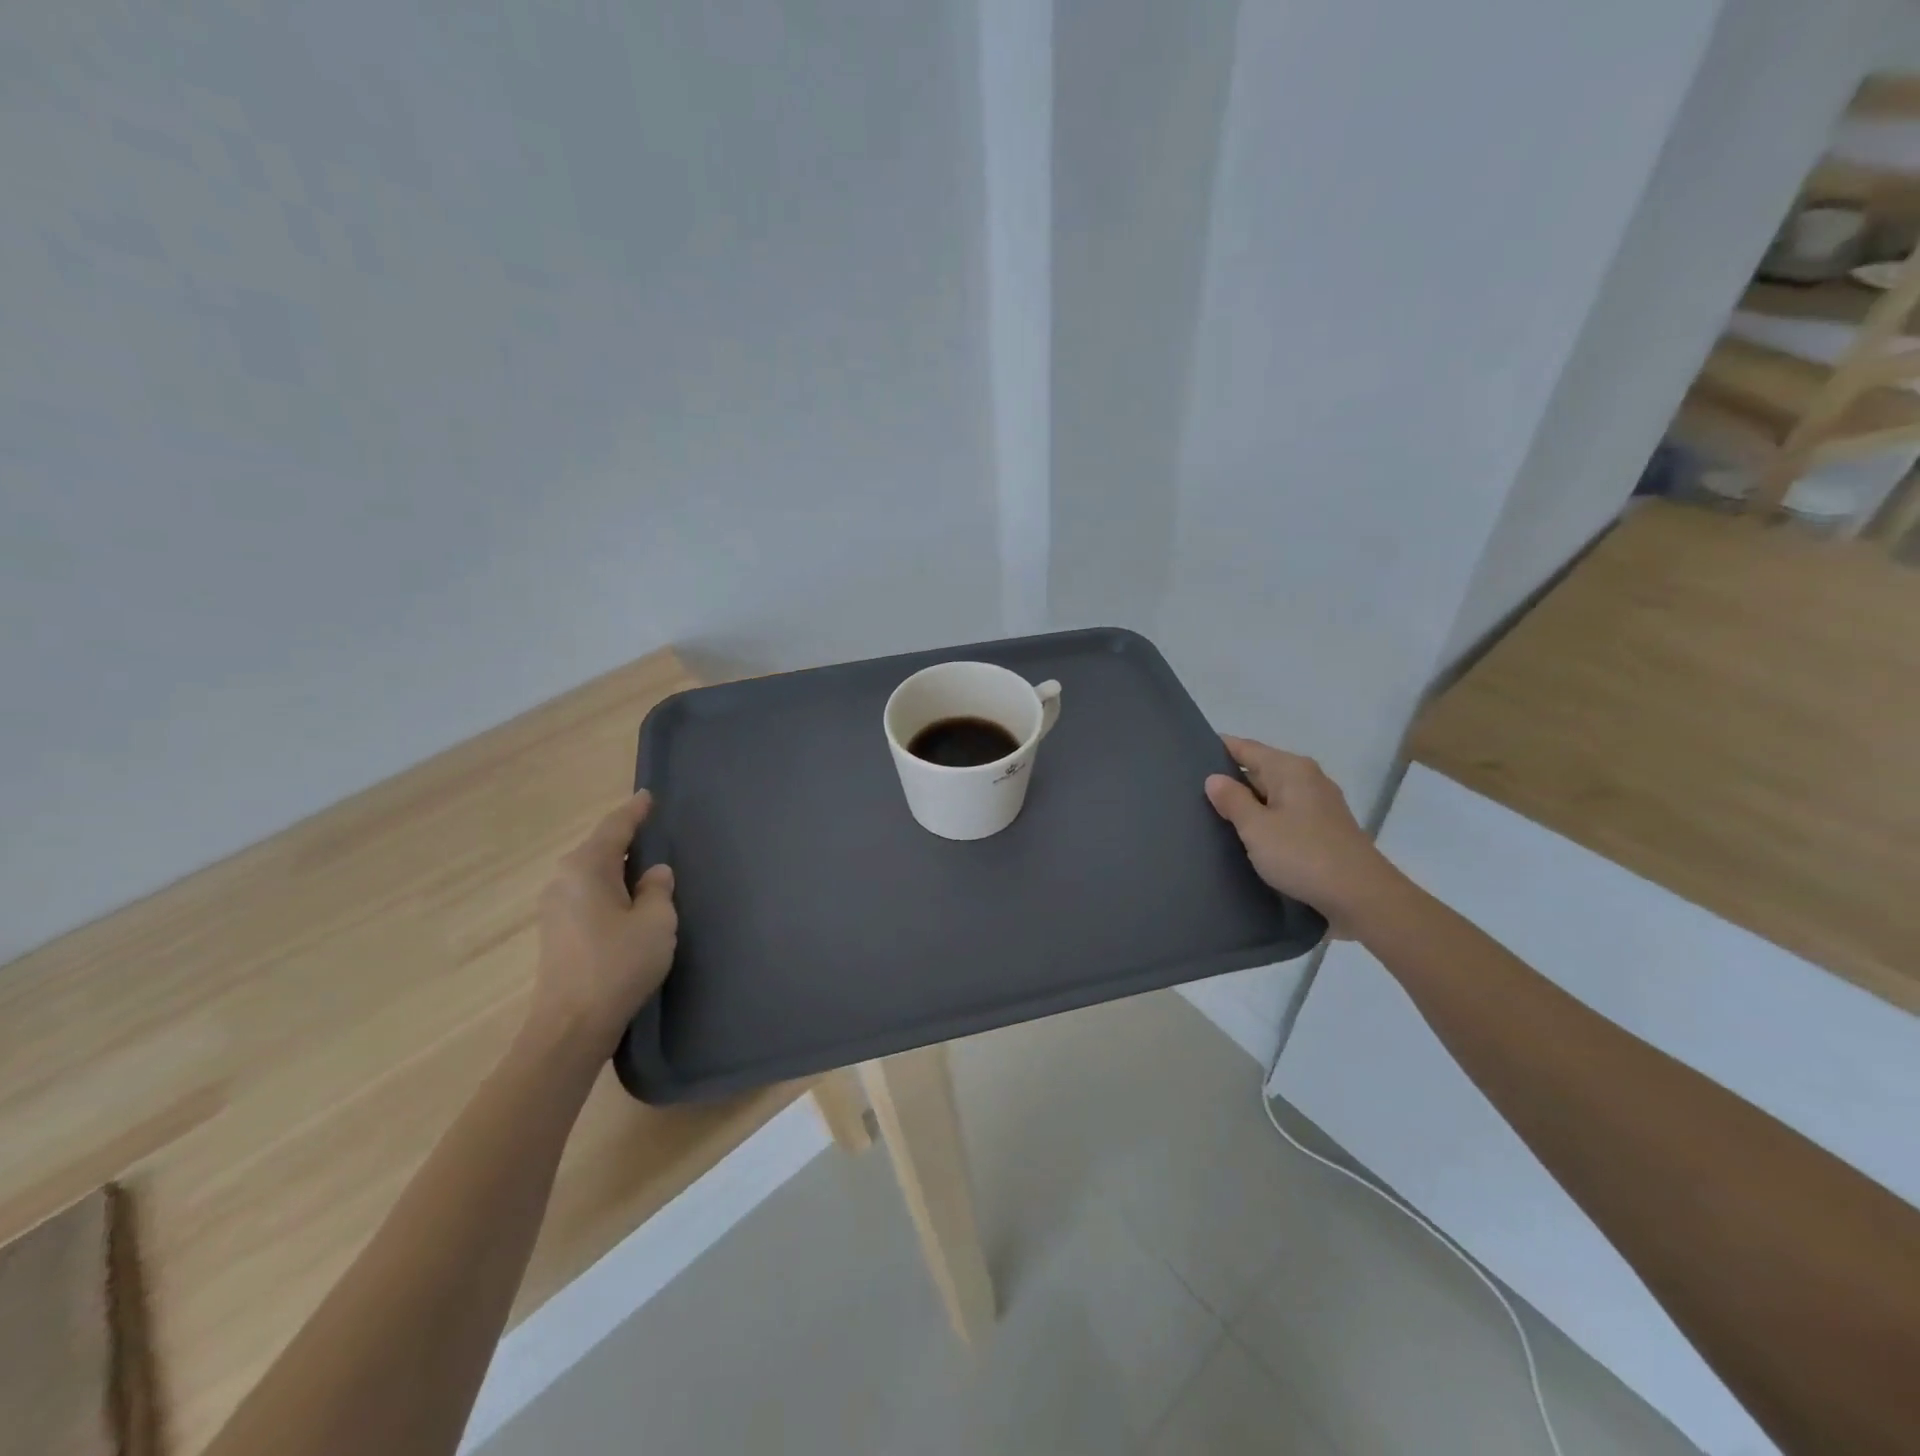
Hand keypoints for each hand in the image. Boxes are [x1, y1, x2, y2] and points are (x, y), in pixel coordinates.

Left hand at [530, 791, 677, 1058]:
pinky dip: (609, 890)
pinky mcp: (556, 933)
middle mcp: (563, 880)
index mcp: (586, 868)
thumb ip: (658, 890)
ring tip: (646, 869)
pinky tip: (628, 902)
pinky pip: (587, 896)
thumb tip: (654, 874)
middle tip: (654, 832)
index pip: (615, 827)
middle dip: (625, 840)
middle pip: (600, 849)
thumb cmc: (618, 965)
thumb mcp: (656, 922)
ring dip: (618, 869)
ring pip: (593, 874)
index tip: (649, 797)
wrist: (571, 1026)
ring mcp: (554, 908)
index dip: (635, 811)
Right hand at [1204, 737, 1399, 927]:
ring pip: (1273, 795)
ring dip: (1248, 804)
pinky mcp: (1325, 830)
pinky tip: (1249, 837)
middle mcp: (1308, 779)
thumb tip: (1214, 778)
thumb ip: (1232, 800)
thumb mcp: (1257, 828)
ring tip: (1214, 816)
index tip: (1189, 758)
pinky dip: (1266, 820)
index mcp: (1290, 769)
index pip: (1246, 747)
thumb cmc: (1303, 855)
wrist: (1361, 897)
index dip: (1218, 749)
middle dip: (1231, 780)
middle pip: (1261, 769)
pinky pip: (1286, 815)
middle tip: (1192, 793)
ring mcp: (1320, 805)